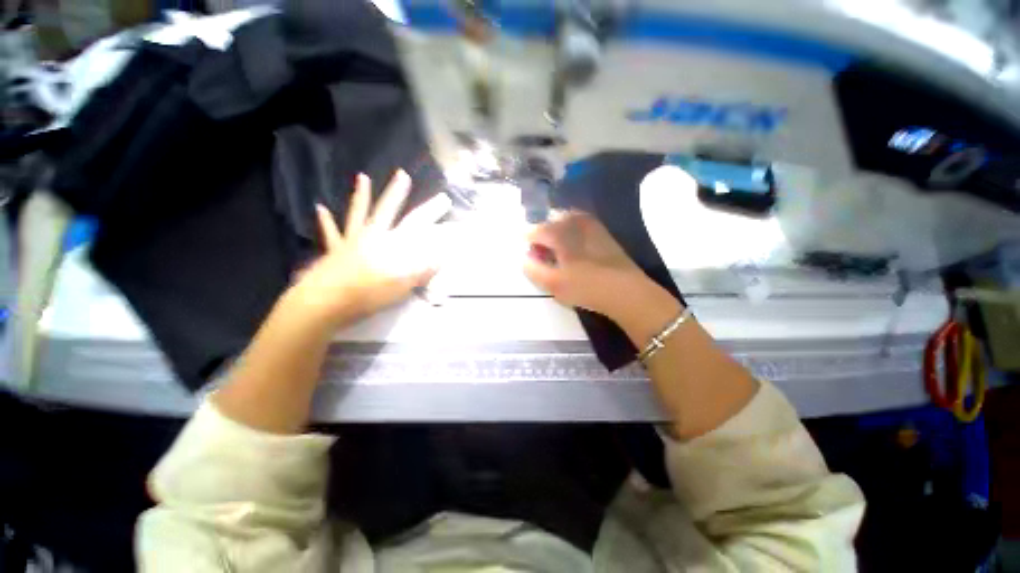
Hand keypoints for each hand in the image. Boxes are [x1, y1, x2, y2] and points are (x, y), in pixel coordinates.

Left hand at [287, 170, 451, 328]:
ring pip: (358, 214)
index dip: (430, 212)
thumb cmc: (368, 293)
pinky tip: (320, 208)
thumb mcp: (403, 284)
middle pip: (386, 209)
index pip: (414, 223)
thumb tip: (443, 256)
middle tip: (403, 174)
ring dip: (361, 196)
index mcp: (389, 243)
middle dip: (397, 192)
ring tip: (362, 177)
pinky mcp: (334, 252)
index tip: (443, 200)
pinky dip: (326, 221)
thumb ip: (423, 270)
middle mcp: (371, 236)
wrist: (326, 302)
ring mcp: (351, 241)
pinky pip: (331, 233)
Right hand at [524, 211, 662, 320]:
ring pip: (567, 220)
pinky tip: (576, 250)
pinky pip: (581, 225)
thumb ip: (533, 269)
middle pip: (551, 221)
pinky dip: (572, 233)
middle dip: (543, 234)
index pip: (536, 230)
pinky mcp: (604, 233)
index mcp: (560, 232)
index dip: (528, 241)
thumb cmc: (585, 287)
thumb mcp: (552, 283)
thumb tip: (524, 258)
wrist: (625, 290)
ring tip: (558, 251)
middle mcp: (575, 222)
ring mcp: (592, 225)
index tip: (528, 254)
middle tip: (543, 253)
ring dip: (558, 232)